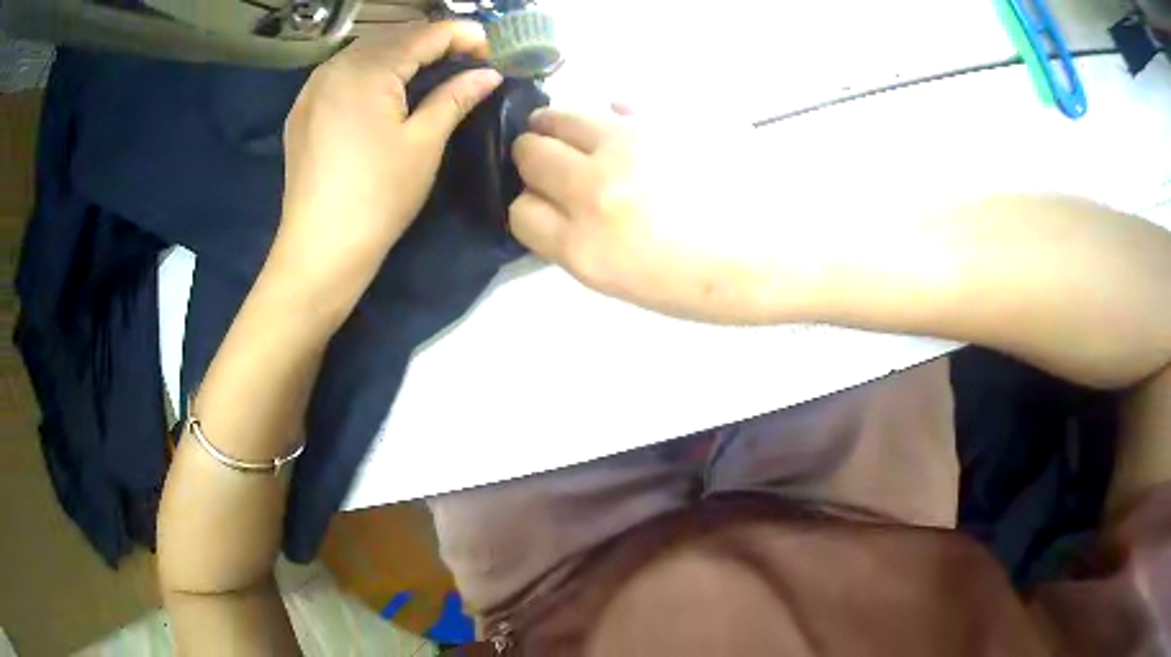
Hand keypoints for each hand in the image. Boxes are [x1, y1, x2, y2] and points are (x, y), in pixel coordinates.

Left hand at [267, 22, 502, 322]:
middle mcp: (334, 67)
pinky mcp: (302, 111)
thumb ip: (456, 97)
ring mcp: (312, 89)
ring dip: (401, 54)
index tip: (492, 51)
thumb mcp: (424, 143)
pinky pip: (343, 74)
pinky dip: (372, 70)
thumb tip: (489, 73)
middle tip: (466, 62)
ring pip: (365, 52)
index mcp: (366, 70)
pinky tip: (387, 88)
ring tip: (432, 72)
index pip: (424, 34)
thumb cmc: (378, 196)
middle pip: (393, 36)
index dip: (463, 36)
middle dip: (433, 42)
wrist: (320, 250)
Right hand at [509, 108, 791, 323]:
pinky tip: (636, 131)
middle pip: (528, 152)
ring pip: (560, 114)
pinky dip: (614, 116)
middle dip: (534, 160)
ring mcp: (631, 142)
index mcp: (587, 247)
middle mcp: (596, 187)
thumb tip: (559, 205)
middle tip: (558, 166)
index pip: (520, 211)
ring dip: (559, 126)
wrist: (787, 249)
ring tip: (582, 138)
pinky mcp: (665, 113)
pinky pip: (617, 101)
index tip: (548, 207)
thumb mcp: (633, 286)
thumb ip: (582, 244)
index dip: (530, 208)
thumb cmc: (714, 285)